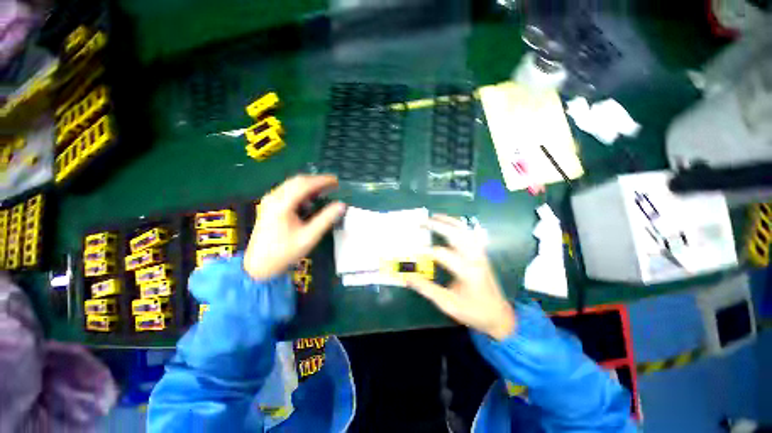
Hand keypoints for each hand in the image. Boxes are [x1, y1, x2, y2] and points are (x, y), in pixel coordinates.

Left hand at [244, 175, 345, 279]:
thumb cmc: (284, 252)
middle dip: (316, 181)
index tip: (336, 181)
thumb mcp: (309, 237)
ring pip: (291, 185)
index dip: (322, 181)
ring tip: (324, 190)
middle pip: (297, 181)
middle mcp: (273, 198)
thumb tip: (341, 205)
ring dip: (309, 185)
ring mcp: (269, 201)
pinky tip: (309, 200)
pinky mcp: (269, 206)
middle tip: (333, 184)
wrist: (259, 265)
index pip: (304, 184)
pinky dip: (301, 192)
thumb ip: (326, 219)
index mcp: (282, 204)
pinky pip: (287, 191)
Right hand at [403, 215, 515, 340]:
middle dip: (438, 226)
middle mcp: (474, 258)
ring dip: (449, 221)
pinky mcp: (481, 253)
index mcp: (467, 271)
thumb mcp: (448, 304)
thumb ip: (426, 288)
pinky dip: (459, 225)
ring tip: (434, 216)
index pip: (442, 254)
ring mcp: (480, 253)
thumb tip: (407, 277)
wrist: (499, 315)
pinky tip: (450, 223)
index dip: (425, 251)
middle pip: (456, 235)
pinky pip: (470, 234)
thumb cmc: (473, 311)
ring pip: (465, 230)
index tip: (411, 251)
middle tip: (422, 222)